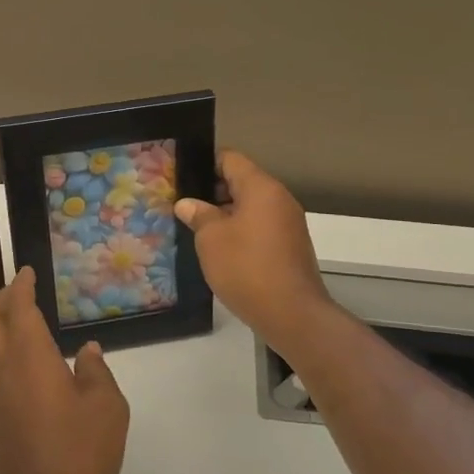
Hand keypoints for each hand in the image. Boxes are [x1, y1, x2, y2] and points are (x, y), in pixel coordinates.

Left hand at [0, 268, 129, 473]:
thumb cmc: (78, 454)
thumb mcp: (107, 409)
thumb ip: (97, 373)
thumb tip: (87, 353)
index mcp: (30, 358)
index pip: (19, 309)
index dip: (21, 287)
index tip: (26, 272)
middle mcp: (5, 370)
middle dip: (0, 299)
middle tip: (16, 287)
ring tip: (21, 318)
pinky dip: (5, 351)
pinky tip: (28, 364)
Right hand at [175, 149, 337, 356]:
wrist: (292, 315)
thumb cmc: (247, 268)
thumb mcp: (211, 239)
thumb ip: (199, 215)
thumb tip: (187, 204)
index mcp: (261, 188)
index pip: (230, 159)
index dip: (204, 164)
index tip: (182, 177)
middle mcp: (279, 199)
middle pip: (242, 181)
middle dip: (212, 191)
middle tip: (183, 205)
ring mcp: (288, 224)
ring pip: (251, 206)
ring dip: (226, 214)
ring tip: (197, 228)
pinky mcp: (290, 246)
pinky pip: (260, 227)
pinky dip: (241, 231)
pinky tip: (221, 249)